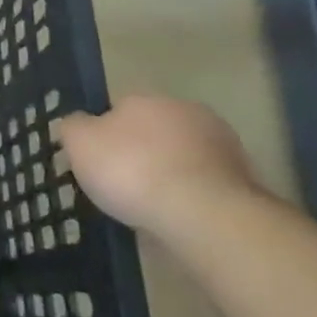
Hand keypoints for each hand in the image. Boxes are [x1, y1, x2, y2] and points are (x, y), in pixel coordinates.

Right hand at [60, 95, 257, 236]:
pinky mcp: (243, 182)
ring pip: (181, 158)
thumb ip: (73, 126)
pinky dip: (189, 198)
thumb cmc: (132, 170)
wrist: (203, 215)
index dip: (104, 134)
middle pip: (153, 131)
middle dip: (140, 151)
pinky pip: (203, 186)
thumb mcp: (80, 144)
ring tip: (148, 207)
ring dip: (168, 174)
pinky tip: (174, 218)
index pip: (119, 108)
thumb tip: (76, 122)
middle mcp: (187, 112)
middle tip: (121, 184)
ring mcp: (221, 147)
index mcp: (147, 98)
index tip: (96, 161)